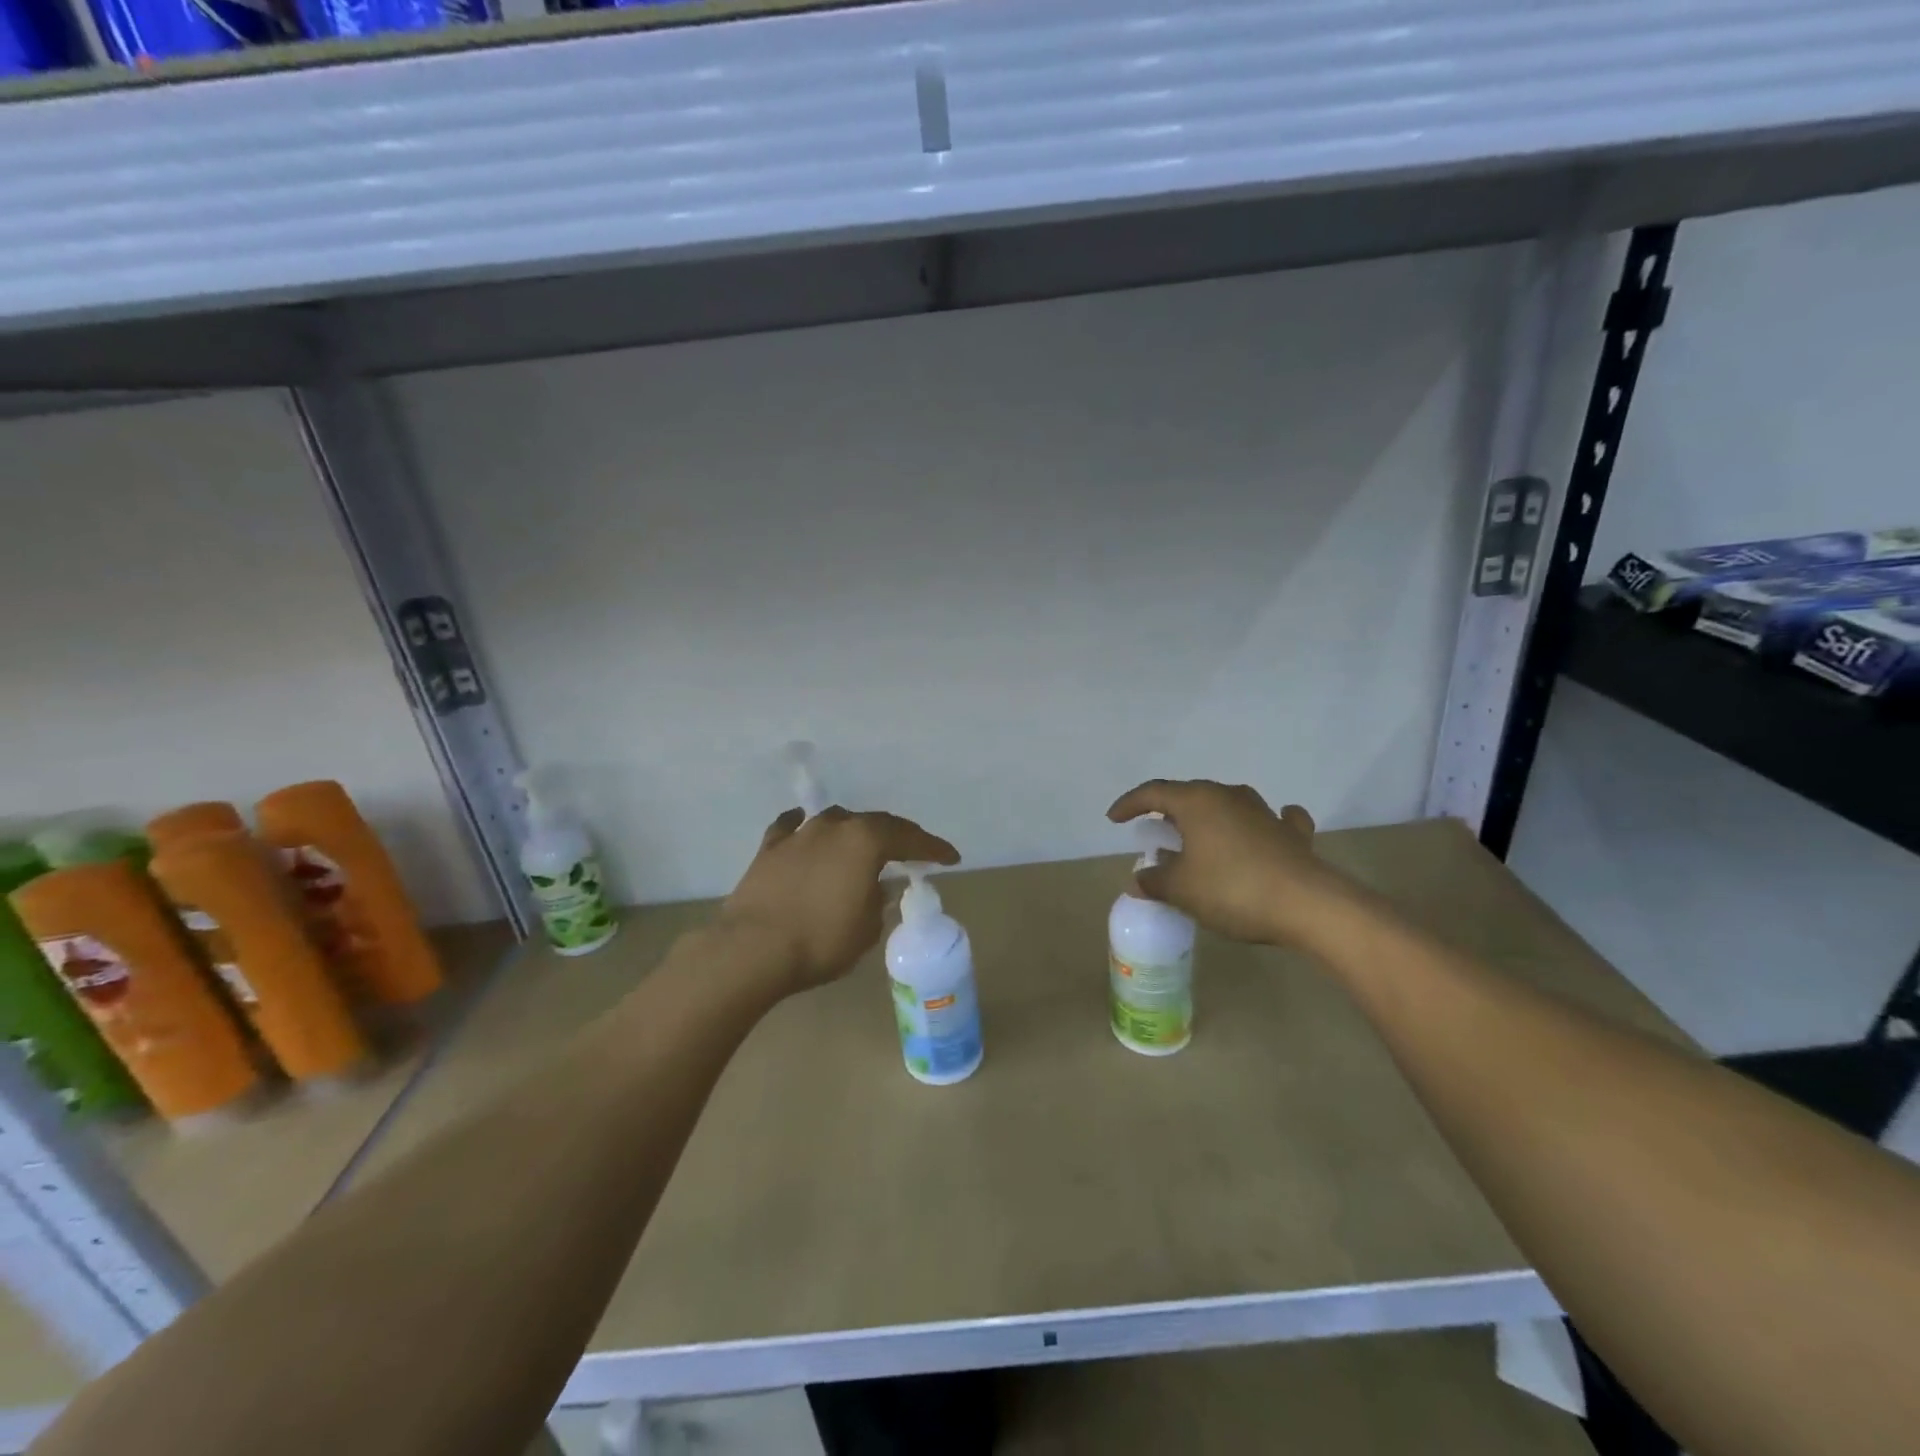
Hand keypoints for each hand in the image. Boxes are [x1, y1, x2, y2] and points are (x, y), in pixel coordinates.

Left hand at [715, 806, 959, 995]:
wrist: (752, 950)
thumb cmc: (820, 941)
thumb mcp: (866, 928)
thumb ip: (879, 901)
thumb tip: (879, 887)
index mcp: (865, 841)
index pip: (909, 838)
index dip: (933, 848)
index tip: (950, 858)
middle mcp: (834, 826)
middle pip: (874, 823)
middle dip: (897, 837)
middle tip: (912, 851)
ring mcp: (799, 834)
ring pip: (836, 822)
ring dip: (853, 832)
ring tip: (863, 845)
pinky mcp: (769, 848)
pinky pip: (792, 828)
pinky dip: (804, 828)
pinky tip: (806, 826)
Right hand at [1106, 779, 1349, 947]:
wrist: (1308, 905)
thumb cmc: (1232, 889)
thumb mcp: (1181, 889)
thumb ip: (1155, 880)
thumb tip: (1140, 877)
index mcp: (1197, 802)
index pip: (1153, 792)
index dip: (1129, 804)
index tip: (1114, 819)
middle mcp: (1229, 796)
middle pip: (1190, 795)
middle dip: (1169, 810)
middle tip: (1155, 831)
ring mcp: (1264, 812)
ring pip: (1228, 804)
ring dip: (1209, 817)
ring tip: (1199, 836)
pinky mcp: (1292, 834)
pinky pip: (1272, 820)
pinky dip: (1261, 825)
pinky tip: (1263, 830)